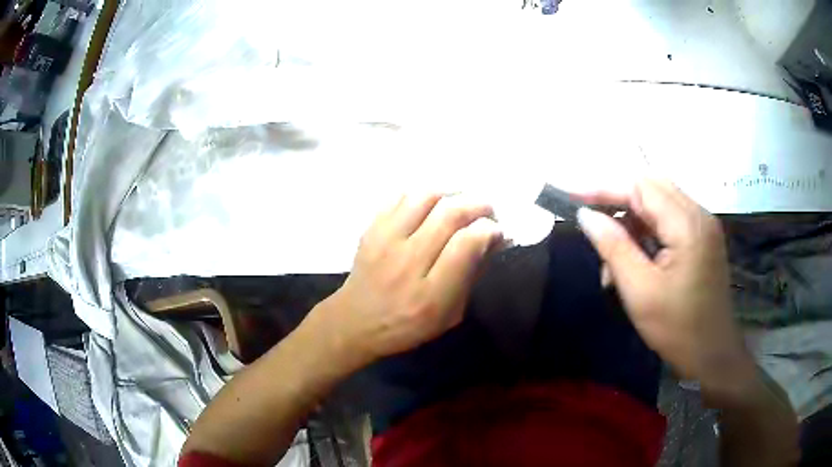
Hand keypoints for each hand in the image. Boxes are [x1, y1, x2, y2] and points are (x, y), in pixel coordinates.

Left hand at [315, 193, 502, 365]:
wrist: (355, 321)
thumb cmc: (407, 325)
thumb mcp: (449, 316)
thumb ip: (471, 277)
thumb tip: (492, 240)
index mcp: (431, 295)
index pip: (467, 244)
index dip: (489, 230)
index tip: (496, 231)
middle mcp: (408, 262)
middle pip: (449, 214)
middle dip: (478, 205)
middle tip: (487, 212)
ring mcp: (385, 241)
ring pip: (425, 196)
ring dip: (451, 194)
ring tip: (461, 203)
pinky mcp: (371, 229)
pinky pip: (401, 196)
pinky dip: (423, 194)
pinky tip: (432, 205)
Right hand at [576, 178, 754, 395]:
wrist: (712, 356)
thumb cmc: (678, 329)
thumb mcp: (640, 291)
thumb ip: (613, 247)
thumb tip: (586, 215)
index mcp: (688, 224)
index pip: (641, 187)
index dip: (605, 188)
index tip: (573, 197)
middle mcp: (699, 214)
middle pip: (651, 187)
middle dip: (618, 201)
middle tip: (592, 224)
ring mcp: (703, 225)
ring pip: (659, 203)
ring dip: (632, 221)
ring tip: (614, 259)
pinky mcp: (702, 239)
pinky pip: (669, 220)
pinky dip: (647, 232)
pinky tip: (636, 260)